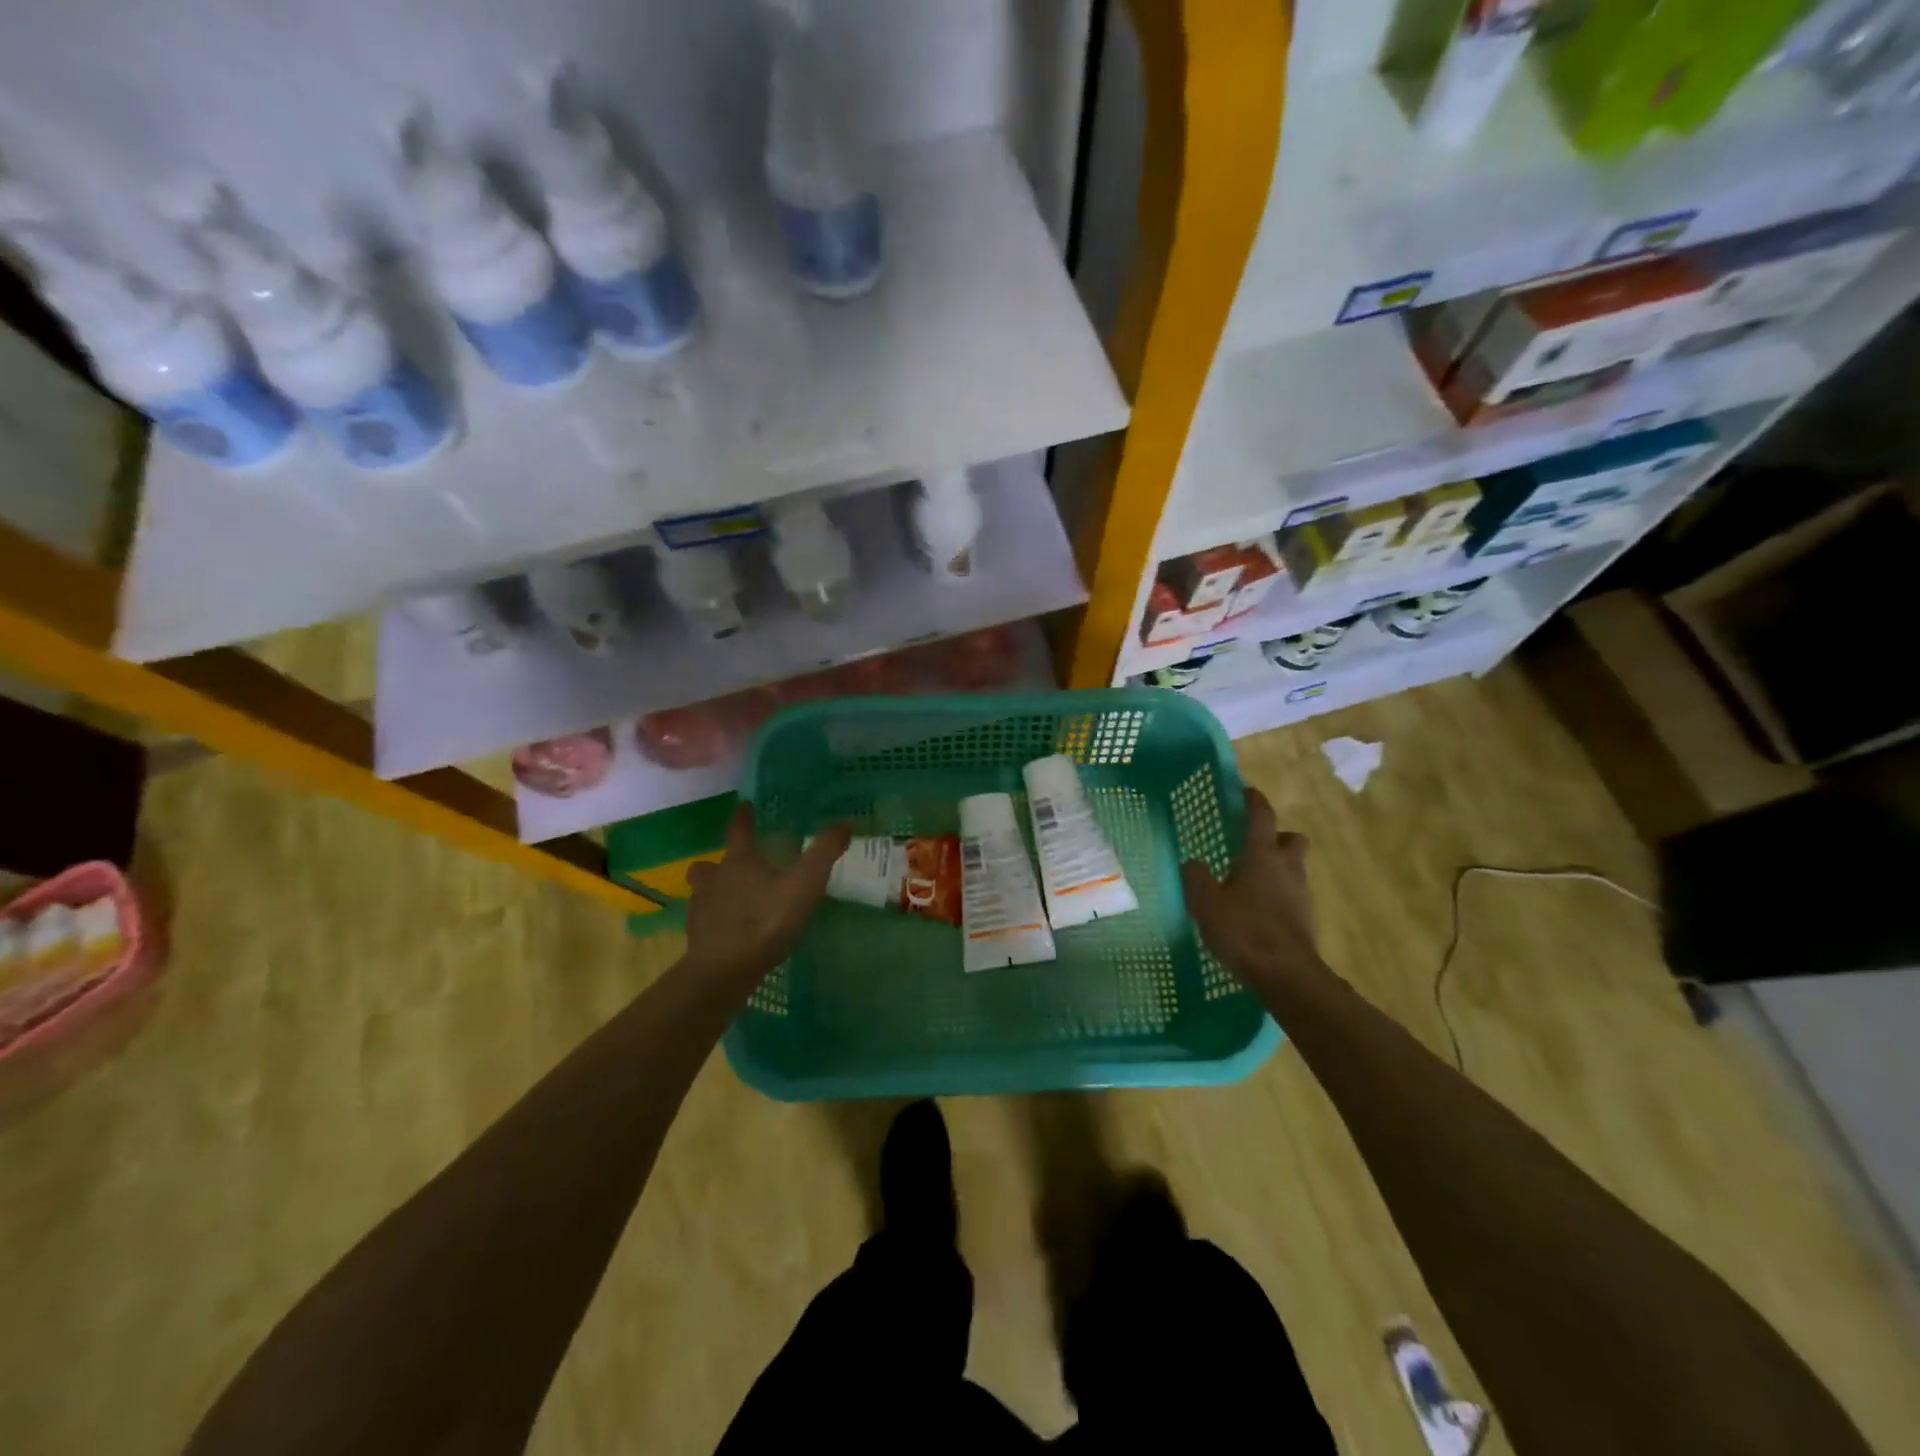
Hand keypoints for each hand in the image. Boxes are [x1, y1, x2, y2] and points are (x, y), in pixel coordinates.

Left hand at [683, 803, 851, 986]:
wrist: (724, 971)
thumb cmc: (765, 921)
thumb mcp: (804, 885)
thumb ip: (824, 853)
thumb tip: (845, 822)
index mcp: (739, 861)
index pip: (739, 830)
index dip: (742, 817)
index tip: (743, 805)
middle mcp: (714, 880)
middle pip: (709, 865)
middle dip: (719, 863)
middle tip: (736, 867)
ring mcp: (701, 910)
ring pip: (702, 893)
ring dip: (714, 892)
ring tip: (734, 902)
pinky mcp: (697, 938)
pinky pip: (705, 922)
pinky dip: (716, 922)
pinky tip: (731, 932)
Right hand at [1180, 787, 1325, 994]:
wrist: (1286, 976)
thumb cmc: (1244, 931)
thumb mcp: (1206, 903)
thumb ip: (1196, 878)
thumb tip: (1192, 862)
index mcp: (1262, 855)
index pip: (1261, 816)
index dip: (1253, 800)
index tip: (1244, 791)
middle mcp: (1287, 868)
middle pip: (1291, 838)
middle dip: (1275, 836)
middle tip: (1252, 844)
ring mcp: (1301, 894)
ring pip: (1294, 867)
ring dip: (1277, 867)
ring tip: (1249, 880)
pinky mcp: (1305, 919)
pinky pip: (1292, 894)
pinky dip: (1278, 894)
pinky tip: (1257, 910)